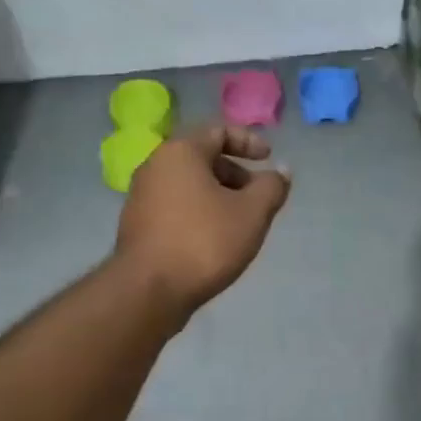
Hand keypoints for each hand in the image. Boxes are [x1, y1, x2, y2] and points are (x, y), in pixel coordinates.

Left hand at [116, 122, 290, 320]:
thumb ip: (272, 187)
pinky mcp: (139, 225)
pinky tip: (215, 240)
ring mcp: (142, 197)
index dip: (249, 141)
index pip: (218, 130)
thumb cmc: (204, 242)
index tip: (269, 158)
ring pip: (189, 185)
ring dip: (219, 195)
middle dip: (236, 173)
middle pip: (202, 157)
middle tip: (258, 197)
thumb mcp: (252, 213)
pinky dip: (200, 213)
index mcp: (180, 152)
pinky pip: (176, 207)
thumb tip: (281, 171)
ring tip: (241, 223)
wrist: (149, 290)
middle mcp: (155, 166)